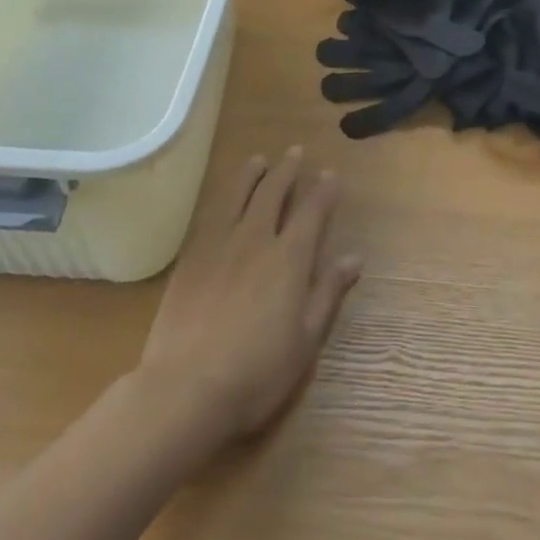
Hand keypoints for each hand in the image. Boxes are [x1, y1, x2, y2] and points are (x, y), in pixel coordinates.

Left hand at [137, 149, 361, 445]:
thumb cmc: (257, 371)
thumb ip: (328, 292)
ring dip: (252, 174)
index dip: (323, 190)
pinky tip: (223, 197)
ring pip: (238, 196)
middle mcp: (256, 240)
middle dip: (287, 170)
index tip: (331, 173)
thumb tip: (354, 257)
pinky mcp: (190, 258)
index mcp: (289, 259)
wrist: (186, 387)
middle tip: (295, 152)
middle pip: (273, 193)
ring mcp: (218, 245)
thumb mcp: (306, 339)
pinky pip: (209, 215)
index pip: (312, 212)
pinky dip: (222, 198)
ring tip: (259, 159)